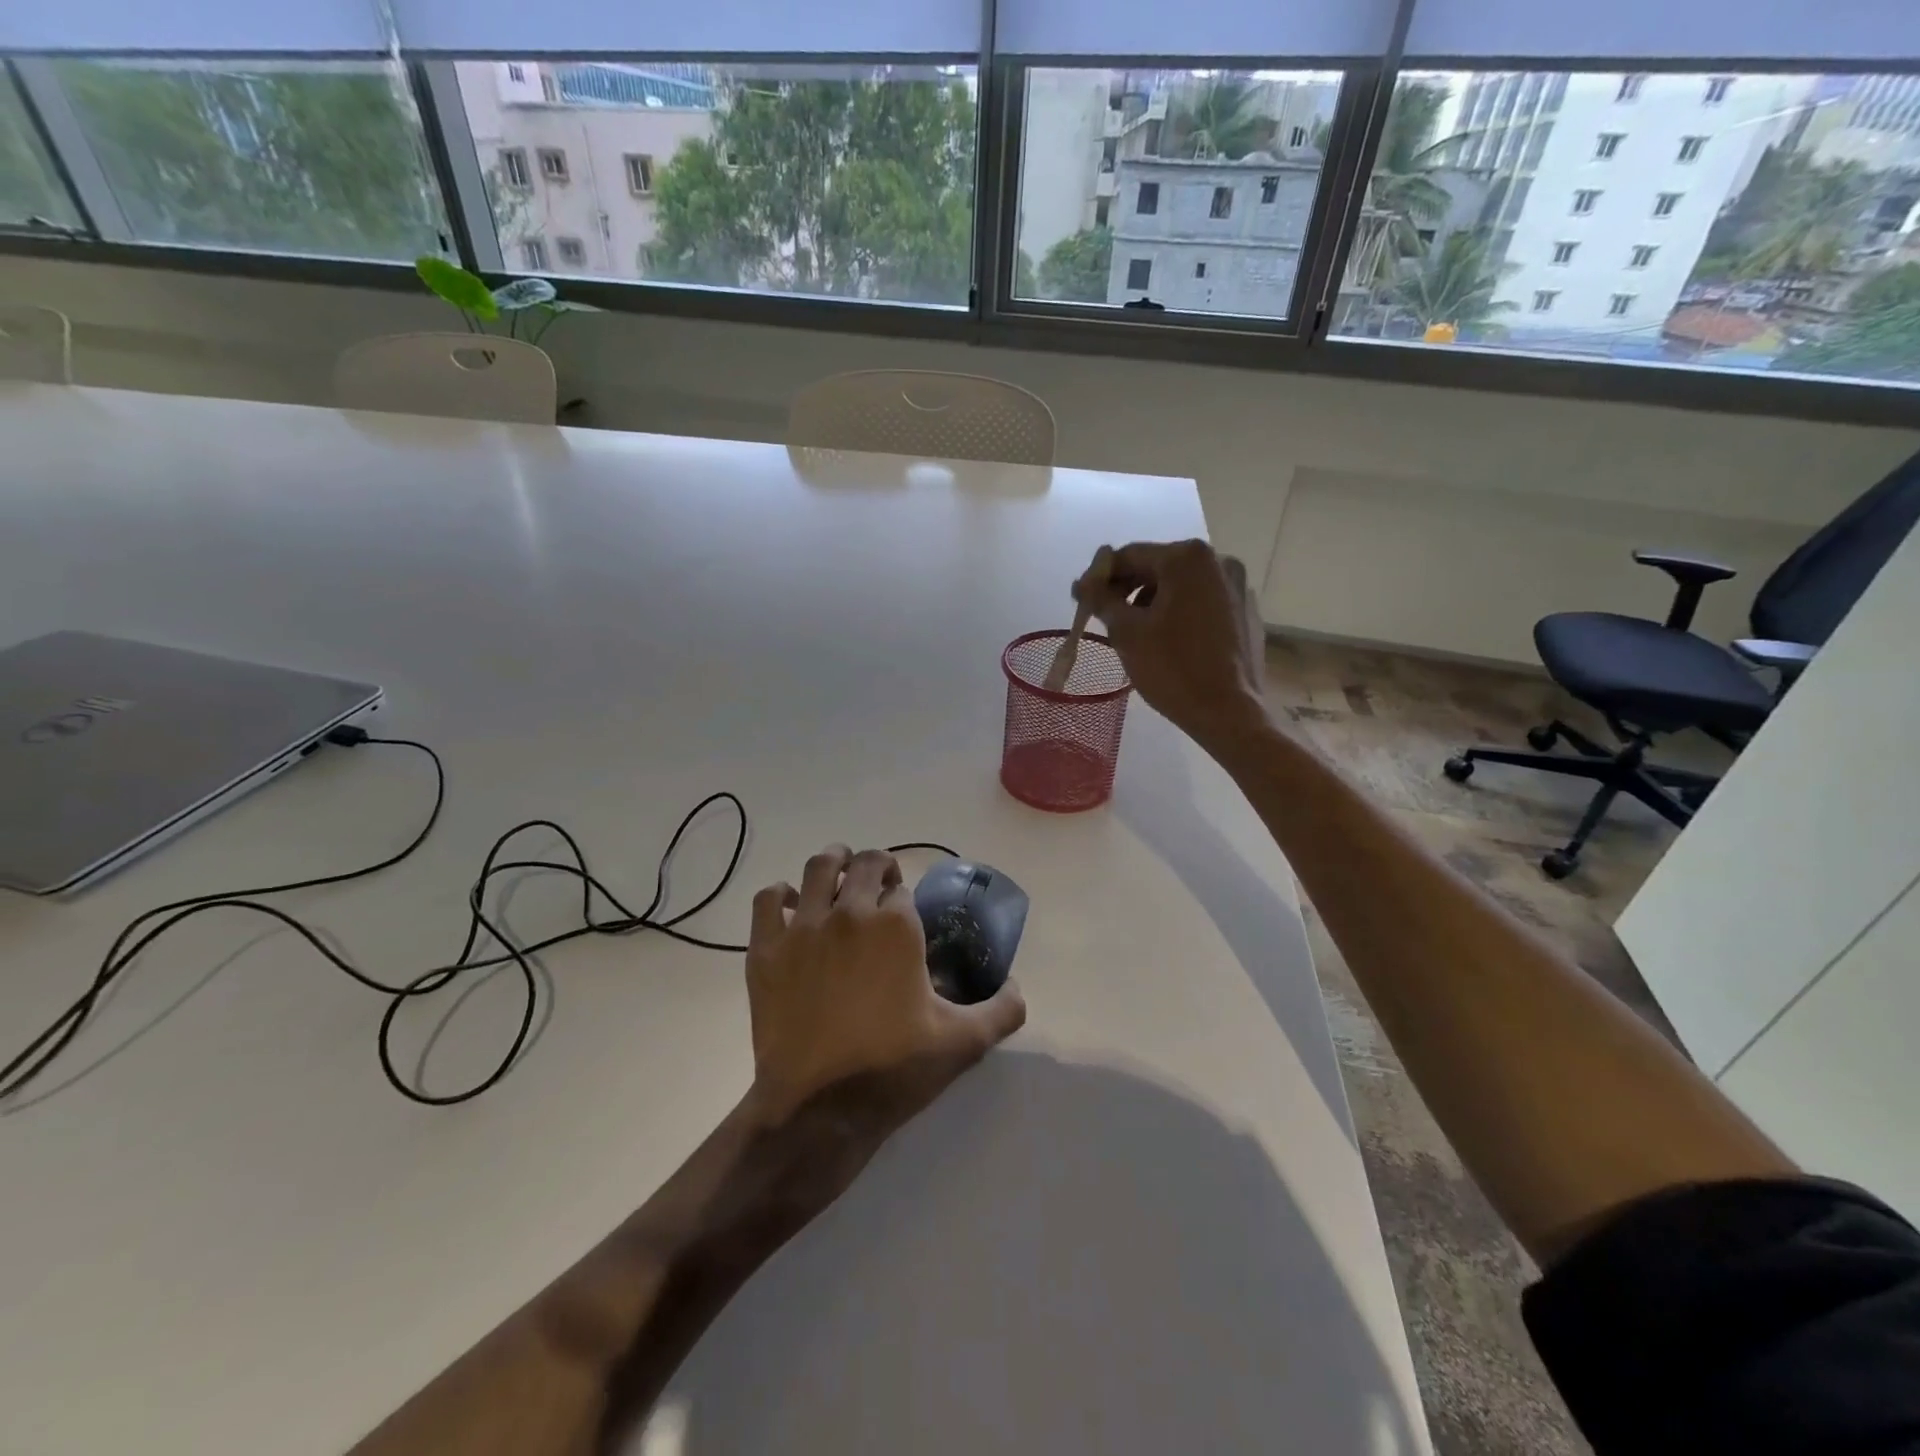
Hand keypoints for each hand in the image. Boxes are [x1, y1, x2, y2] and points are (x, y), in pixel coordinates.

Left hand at [743, 846, 1025, 1137]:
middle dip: (877, 868)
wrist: (819, 1108)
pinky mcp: (766, 949)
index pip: (903, 889)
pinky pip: (768, 899)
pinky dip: (781, 895)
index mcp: (897, 925)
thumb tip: (1018, 987)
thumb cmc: (894, 1068)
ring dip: (833, 865)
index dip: (905, 902)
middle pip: (864, 862)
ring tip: (839, 880)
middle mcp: (850, 911)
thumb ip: (1002, 1010)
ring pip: (818, 867)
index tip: (906, 924)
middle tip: (879, 889)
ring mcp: (803, 927)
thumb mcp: (963, 1042)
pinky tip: (793, 909)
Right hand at [1072, 539, 1269, 746]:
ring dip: (1153, 602)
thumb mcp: (1127, 633)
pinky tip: (1169, 642)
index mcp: (1188, 558)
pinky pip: (1203, 603)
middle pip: (1159, 567)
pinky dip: (1180, 613)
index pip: (1130, 555)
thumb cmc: (1173, 669)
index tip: (1082, 599)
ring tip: (1136, 633)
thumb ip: (1102, 600)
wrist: (1230, 714)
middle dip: (1128, 589)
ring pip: (1182, 585)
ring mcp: (1238, 586)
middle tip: (1105, 617)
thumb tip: (1084, 584)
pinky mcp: (1246, 612)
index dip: (1101, 577)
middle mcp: (1219, 561)